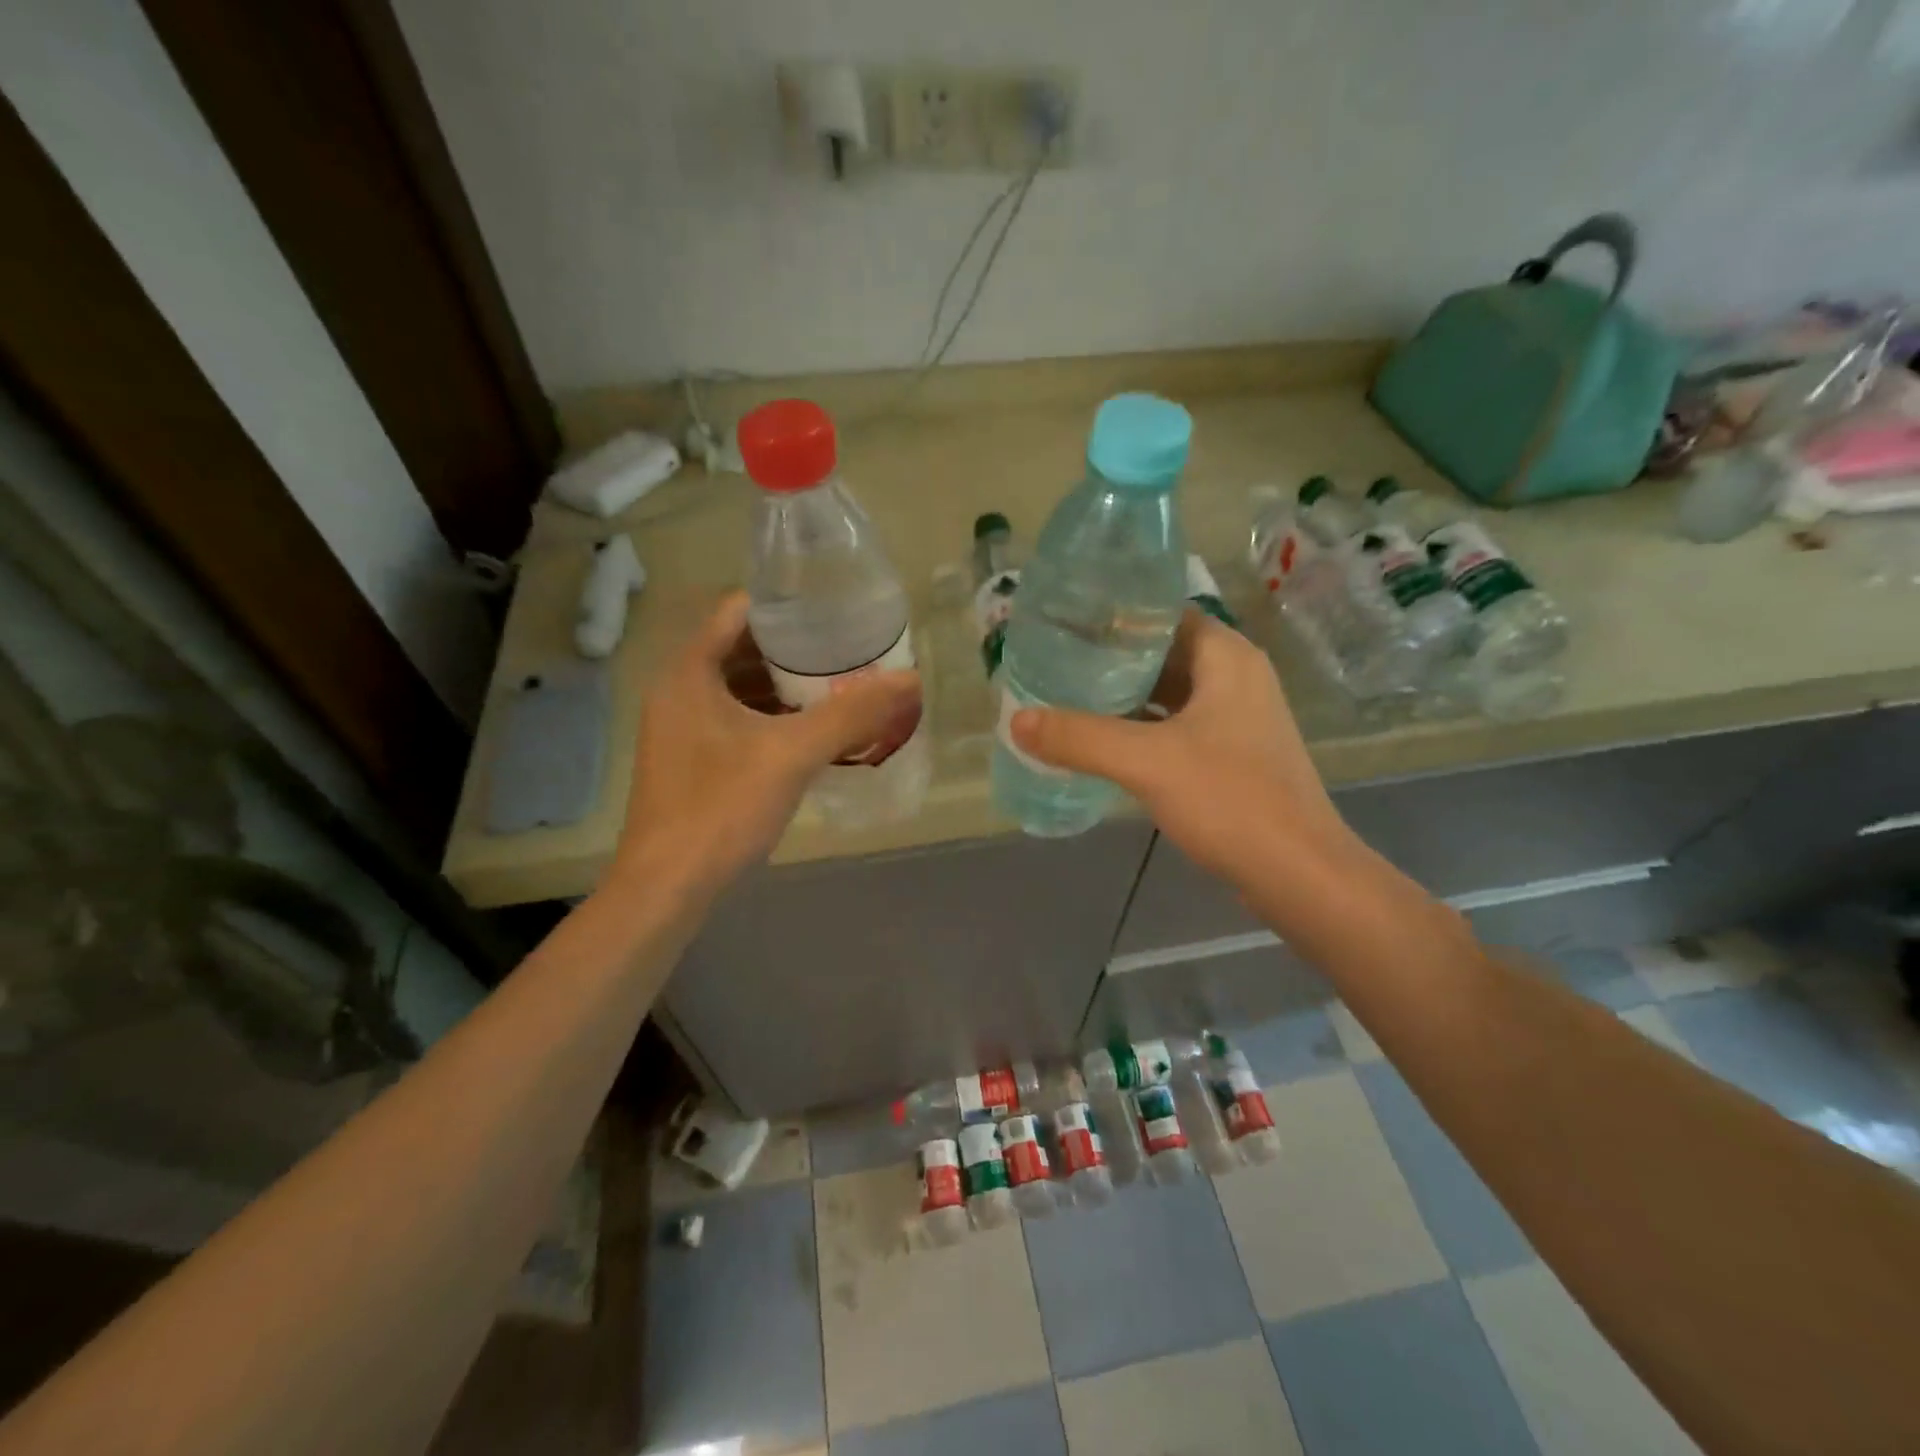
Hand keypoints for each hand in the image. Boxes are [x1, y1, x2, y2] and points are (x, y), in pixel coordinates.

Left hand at [610, 592, 918, 899]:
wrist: (667, 887)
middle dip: (795, 649)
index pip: (739, 610)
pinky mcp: (691, 759)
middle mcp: (679, 690)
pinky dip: (772, 717)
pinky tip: (811, 733)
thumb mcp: (793, 755)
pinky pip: (736, 719)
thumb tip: (910, 679)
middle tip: (848, 651)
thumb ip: (852, 714)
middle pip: (742, 647)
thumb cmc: (722, 808)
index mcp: (690, 672)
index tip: (835, 612)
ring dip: (785, 686)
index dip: (788, 605)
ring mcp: (682, 727)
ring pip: (740, 687)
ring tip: (839, 686)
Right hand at [1010, 609, 1352, 890]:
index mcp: (1226, 657)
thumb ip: (1079, 738)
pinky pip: (1176, 726)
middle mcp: (1235, 677)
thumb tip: (1016, 721)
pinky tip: (1102, 740)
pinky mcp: (1231, 755)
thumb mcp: (1146, 762)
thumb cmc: (1230, 799)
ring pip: (1169, 692)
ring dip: (1124, 695)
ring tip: (1067, 695)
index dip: (1115, 615)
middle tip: (1055, 660)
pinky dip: (1141, 728)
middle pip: (1163, 652)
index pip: (1163, 613)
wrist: (1298, 873)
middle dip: (1110, 658)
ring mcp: (1236, 719)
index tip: (1065, 622)